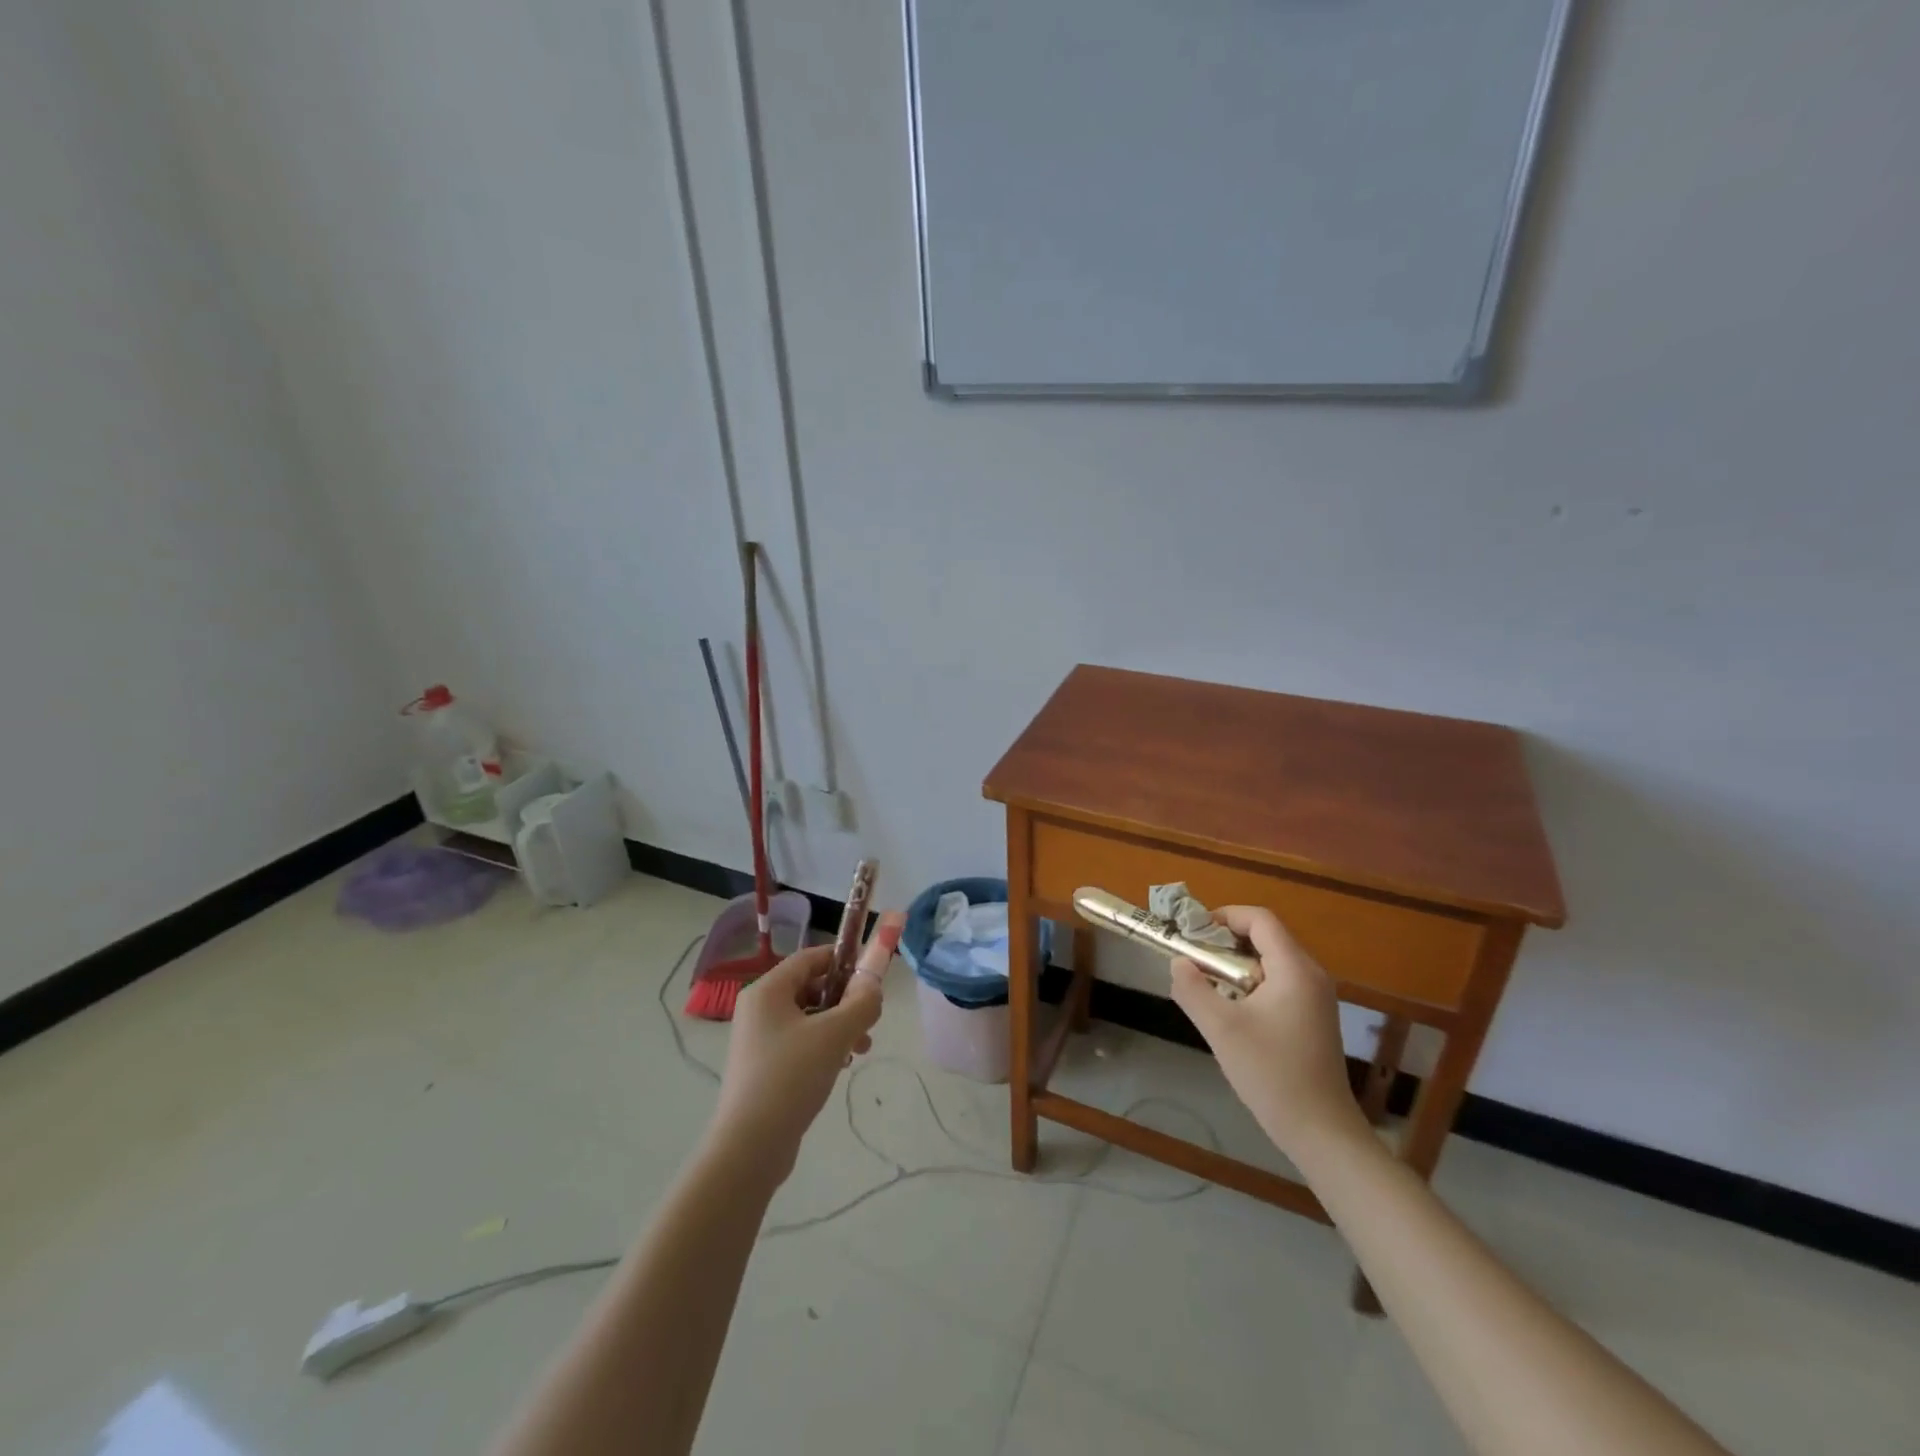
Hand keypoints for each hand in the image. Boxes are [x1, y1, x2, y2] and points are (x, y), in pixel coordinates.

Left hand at [708, 913, 904, 1184]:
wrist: (749, 1147)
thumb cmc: (790, 1077)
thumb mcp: (835, 1034)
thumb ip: (862, 1003)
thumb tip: (874, 987)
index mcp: (767, 991)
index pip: (810, 958)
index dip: (843, 961)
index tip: (871, 977)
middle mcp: (758, 1009)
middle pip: (810, 988)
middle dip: (845, 1001)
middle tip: (869, 1021)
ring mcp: (757, 1039)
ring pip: (808, 1018)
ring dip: (839, 1026)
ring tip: (861, 1049)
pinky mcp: (762, 1067)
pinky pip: (799, 1042)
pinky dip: (823, 1047)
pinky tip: (840, 1066)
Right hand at [1168, 905, 1367, 1162]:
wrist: (1321, 1131)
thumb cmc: (1272, 1074)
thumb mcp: (1221, 1029)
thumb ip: (1193, 989)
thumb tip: (1179, 962)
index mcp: (1295, 969)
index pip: (1260, 919)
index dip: (1224, 916)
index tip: (1193, 933)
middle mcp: (1311, 975)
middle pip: (1265, 938)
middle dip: (1225, 943)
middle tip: (1194, 961)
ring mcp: (1316, 998)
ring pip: (1270, 962)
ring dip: (1236, 966)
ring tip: (1208, 988)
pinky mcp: (1314, 1018)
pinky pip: (1278, 983)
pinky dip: (1251, 985)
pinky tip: (1232, 1013)